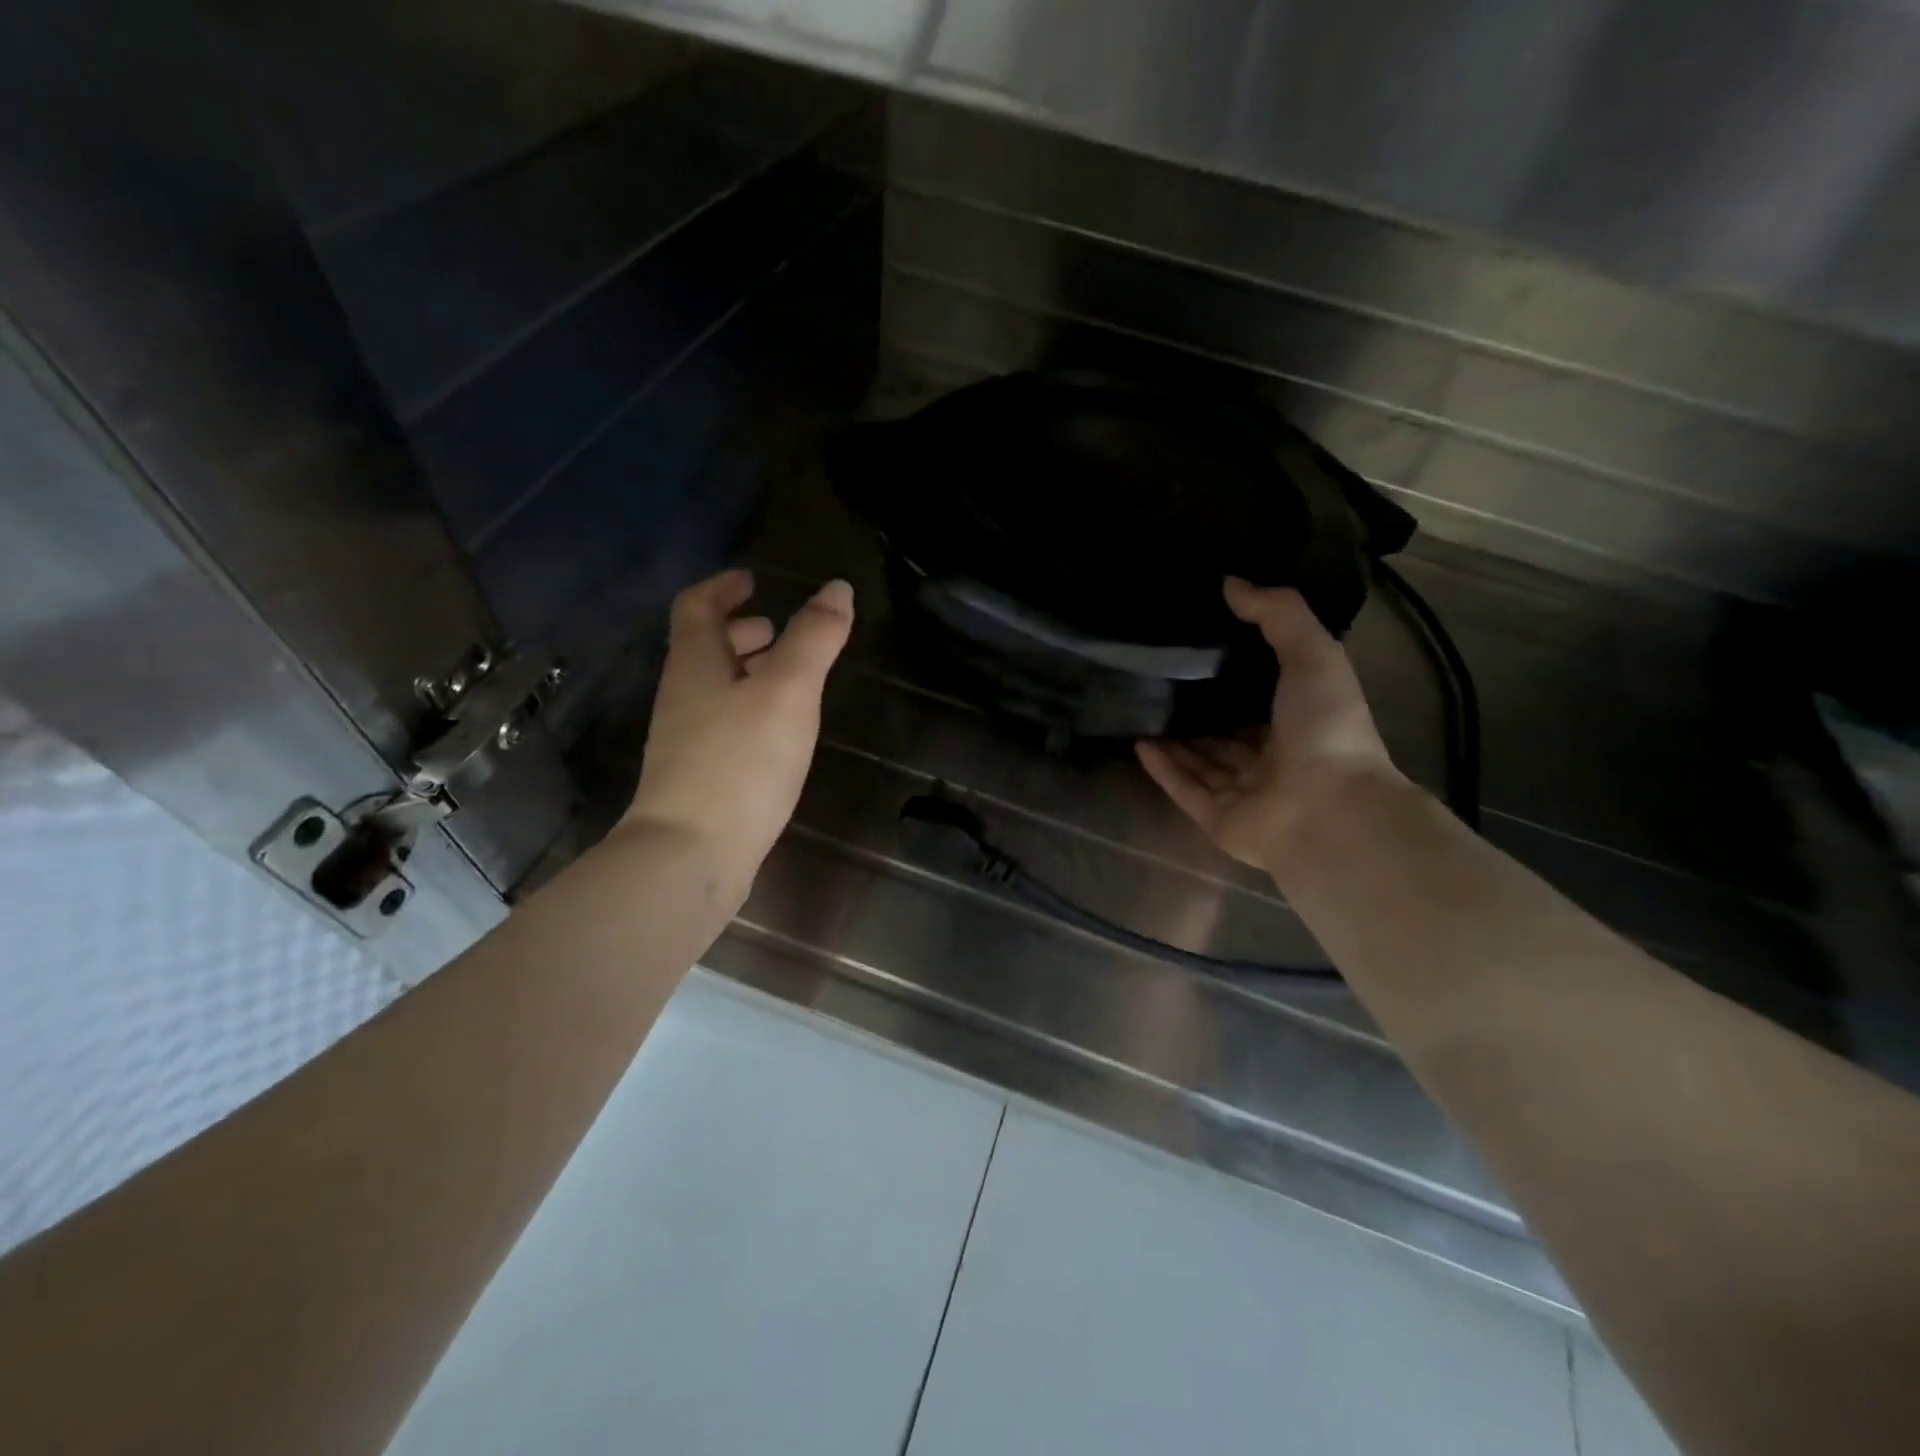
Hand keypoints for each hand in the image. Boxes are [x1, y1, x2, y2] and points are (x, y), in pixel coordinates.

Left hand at [622, 569, 853, 901]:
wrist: (692, 854)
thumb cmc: (741, 761)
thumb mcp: (788, 691)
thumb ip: (814, 638)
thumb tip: (837, 589)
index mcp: (695, 664)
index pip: (697, 606)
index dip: (722, 587)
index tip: (752, 580)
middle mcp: (682, 696)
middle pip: (703, 648)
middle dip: (738, 631)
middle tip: (774, 630)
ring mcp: (685, 740)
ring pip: (714, 689)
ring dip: (745, 672)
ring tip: (786, 679)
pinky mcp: (697, 777)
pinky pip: (722, 724)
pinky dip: (748, 709)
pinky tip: (777, 732)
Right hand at [1137, 577, 1399, 872]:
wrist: (1327, 807)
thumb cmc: (1324, 727)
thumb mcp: (1312, 653)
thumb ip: (1277, 614)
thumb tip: (1231, 582)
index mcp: (1301, 723)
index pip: (1261, 698)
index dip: (1234, 675)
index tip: (1200, 645)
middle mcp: (1273, 759)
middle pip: (1227, 733)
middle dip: (1199, 710)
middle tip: (1159, 677)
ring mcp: (1245, 793)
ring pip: (1202, 762)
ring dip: (1175, 740)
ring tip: (1141, 708)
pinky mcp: (1218, 819)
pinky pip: (1184, 789)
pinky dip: (1163, 768)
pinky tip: (1138, 743)